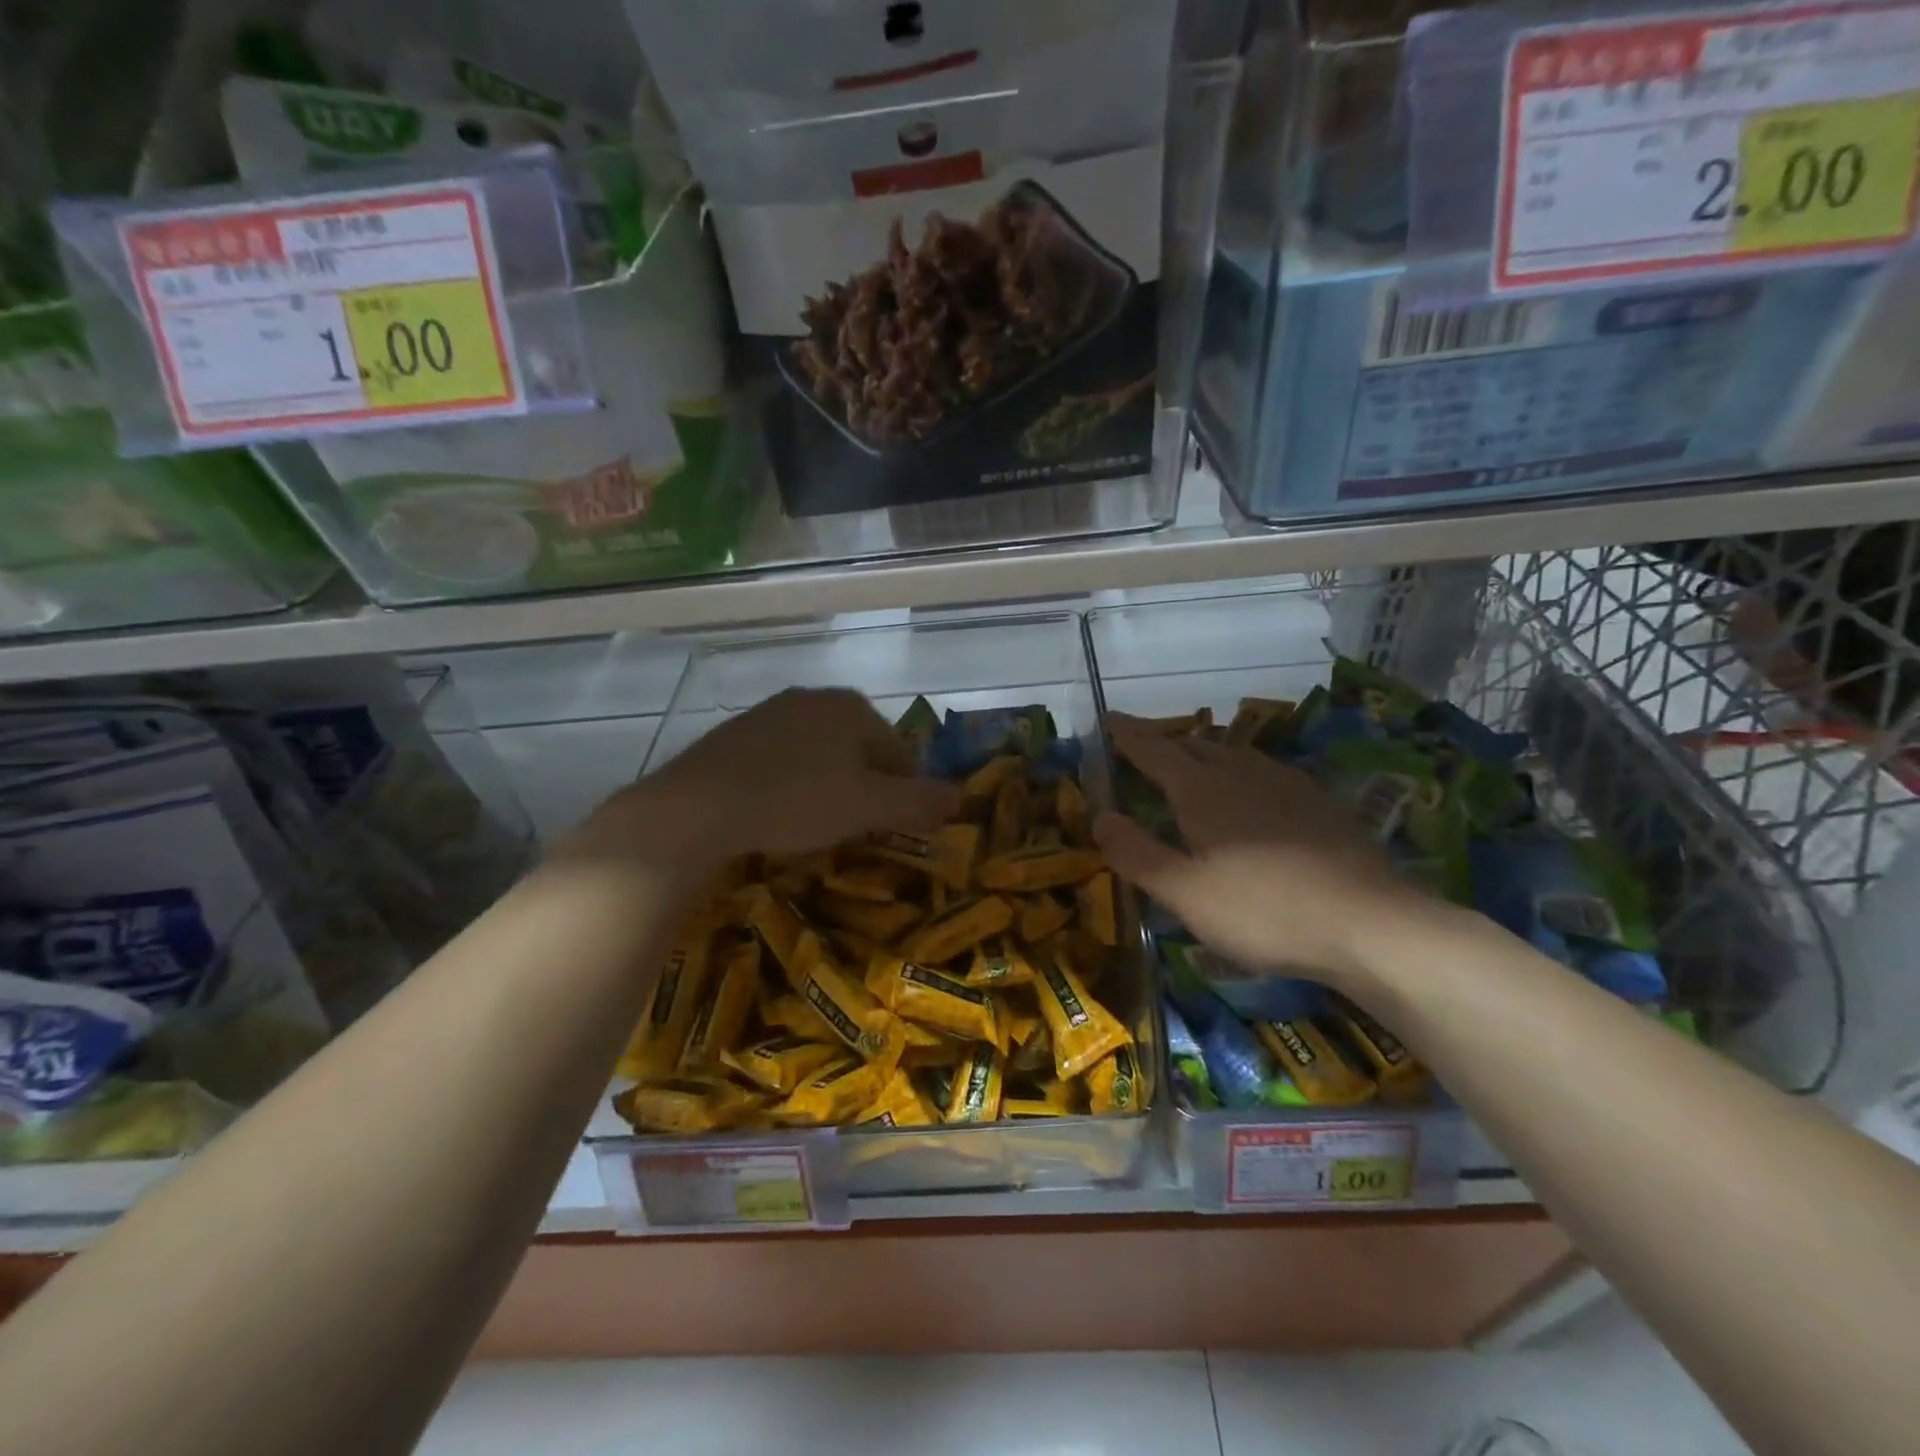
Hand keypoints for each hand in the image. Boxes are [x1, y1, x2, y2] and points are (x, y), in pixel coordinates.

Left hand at [564, 688, 960, 872]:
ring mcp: (771, 711)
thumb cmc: (797, 801)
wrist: (699, 805)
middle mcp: (815, 697)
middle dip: (863, 788)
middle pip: (859, 750)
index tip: (892, 829)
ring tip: (815, 824)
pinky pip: (782, 758)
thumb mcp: (868, 808)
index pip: (899, 753)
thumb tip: (960, 796)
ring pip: (820, 754)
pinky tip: (777, 810)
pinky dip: (791, 782)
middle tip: (853, 829)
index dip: (903, 794)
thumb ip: (919, 801)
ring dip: (827, 786)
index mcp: (853, 707)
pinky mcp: (737, 732)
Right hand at [1092, 713, 1424, 984]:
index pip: (1153, 750)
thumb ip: (1137, 853)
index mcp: (1201, 789)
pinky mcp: (1319, 802)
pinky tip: (1254, 791)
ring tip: (1194, 763)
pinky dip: (1243, 771)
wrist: (1369, 923)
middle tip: (1145, 749)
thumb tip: (1099, 817)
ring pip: (1235, 754)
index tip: (1108, 717)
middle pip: (1195, 745)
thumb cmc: (1262, 910)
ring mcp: (1286, 783)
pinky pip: (1266, 771)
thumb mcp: (1184, 893)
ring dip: (1206, 752)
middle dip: (1165, 743)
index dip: (1127, 734)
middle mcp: (1241, 772)